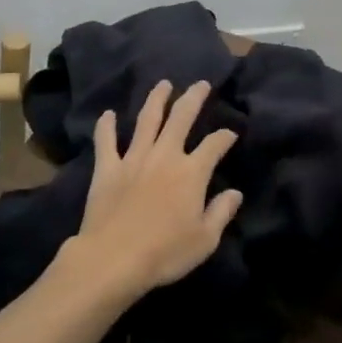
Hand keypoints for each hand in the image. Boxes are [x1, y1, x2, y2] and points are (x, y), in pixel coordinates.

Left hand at [58, 80, 242, 300]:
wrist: (114, 258)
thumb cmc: (165, 252)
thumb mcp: (205, 239)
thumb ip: (221, 212)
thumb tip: (235, 192)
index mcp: (192, 172)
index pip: (214, 145)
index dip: (225, 136)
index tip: (231, 134)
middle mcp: (165, 156)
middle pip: (181, 118)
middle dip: (193, 98)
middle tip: (201, 84)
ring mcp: (133, 158)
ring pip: (147, 120)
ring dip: (156, 99)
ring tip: (163, 84)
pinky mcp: (107, 168)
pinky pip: (106, 141)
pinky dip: (106, 126)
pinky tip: (108, 114)